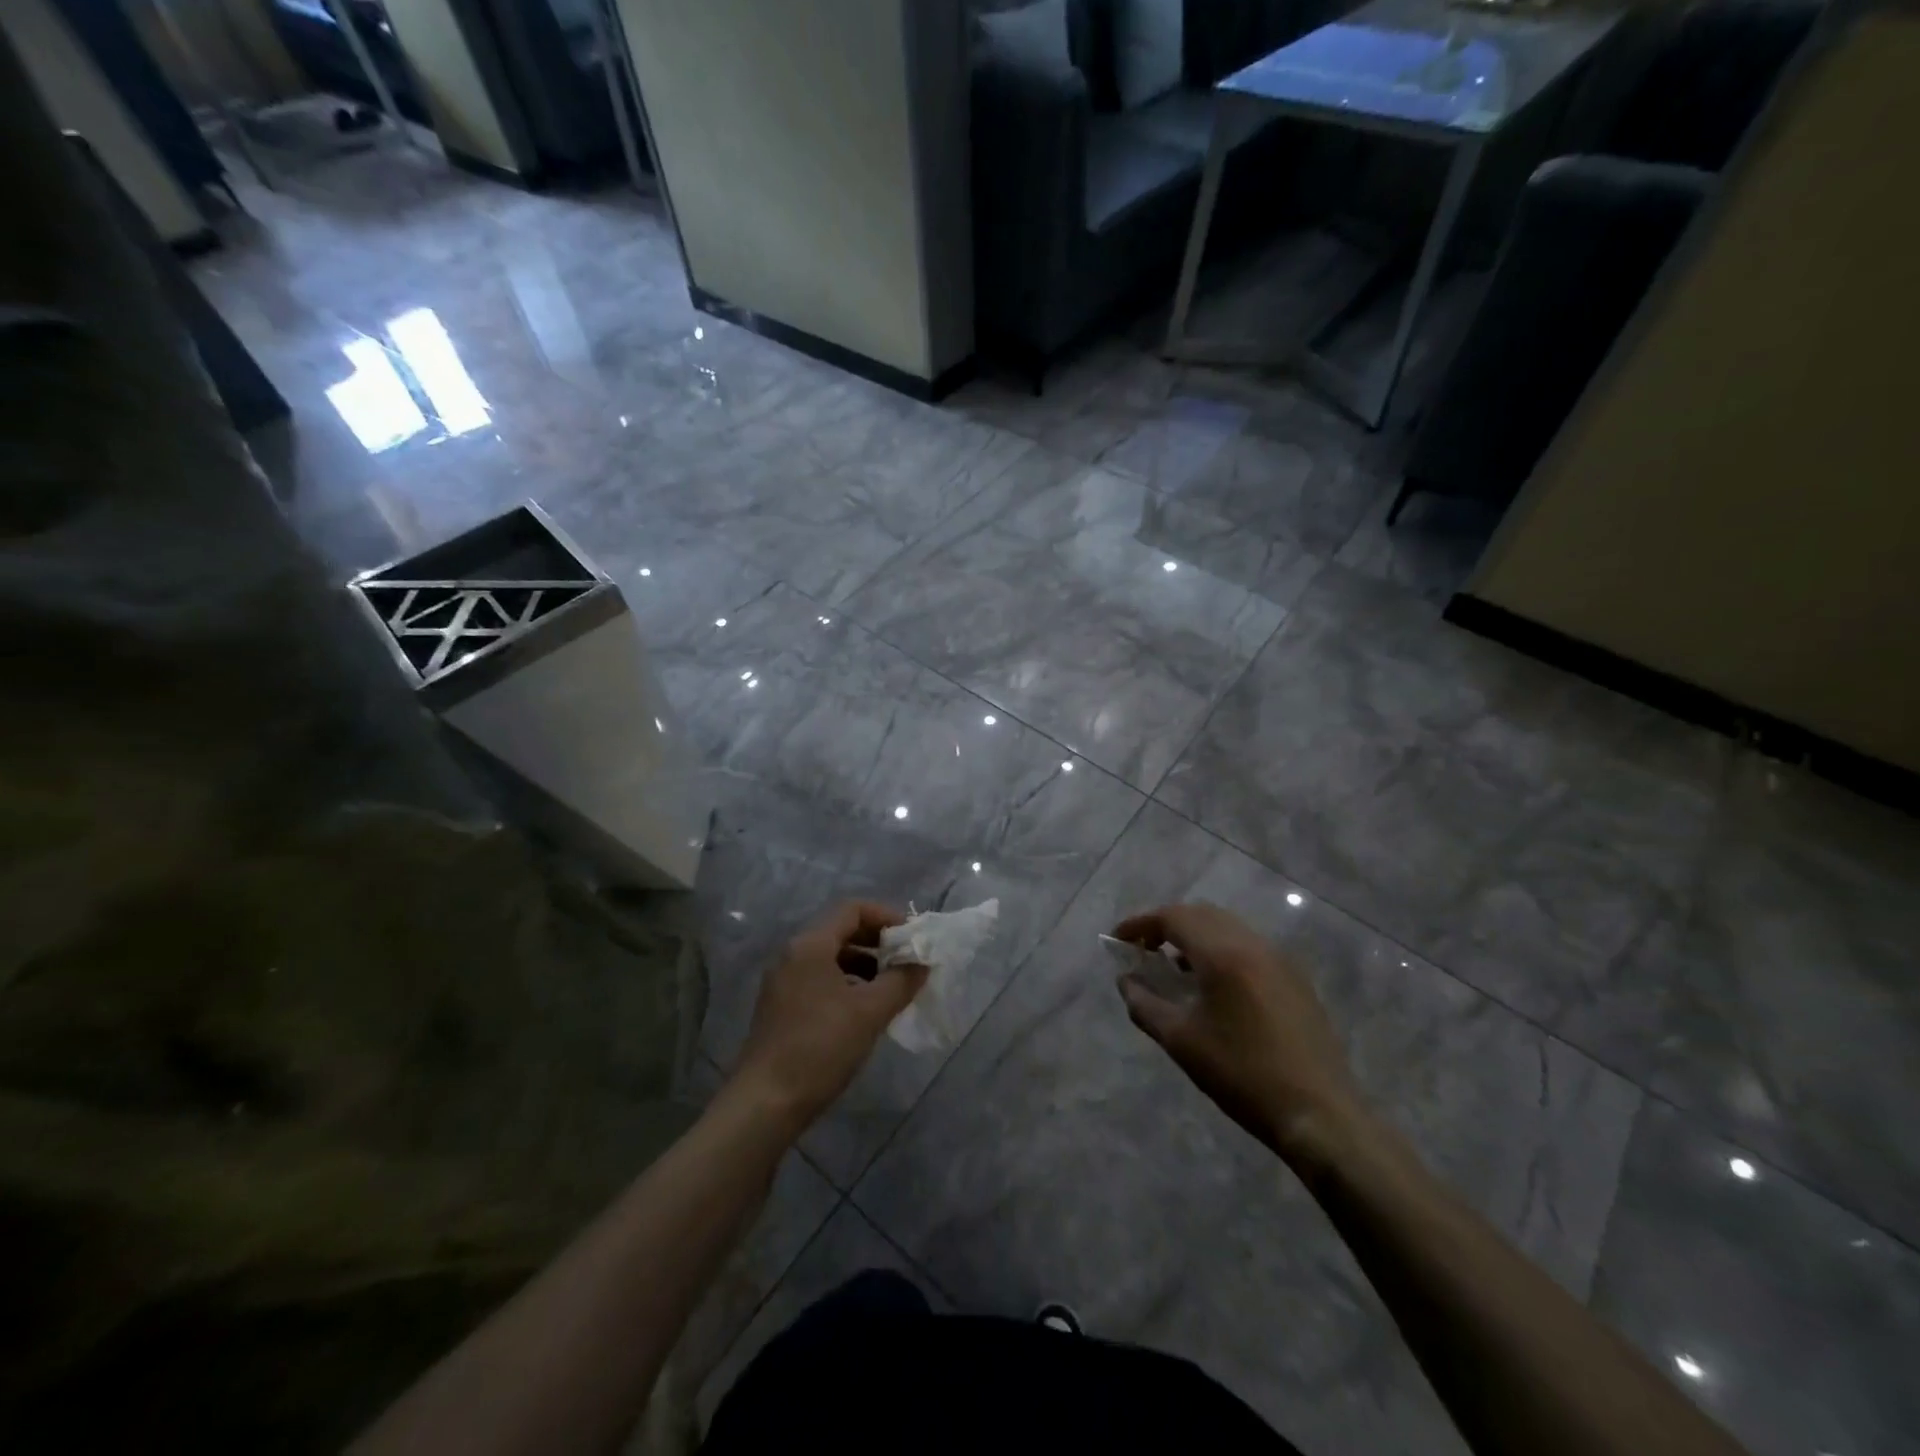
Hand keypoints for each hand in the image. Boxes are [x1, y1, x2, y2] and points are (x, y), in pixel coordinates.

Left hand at [729, 902, 927, 1137]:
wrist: (766, 1103)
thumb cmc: (820, 1048)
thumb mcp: (869, 1012)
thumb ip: (901, 981)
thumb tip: (922, 963)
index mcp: (810, 945)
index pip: (852, 909)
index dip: (887, 916)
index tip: (912, 938)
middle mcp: (793, 954)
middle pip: (841, 930)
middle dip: (878, 941)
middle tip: (907, 961)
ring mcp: (783, 981)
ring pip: (831, 957)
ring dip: (865, 964)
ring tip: (892, 987)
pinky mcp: (782, 1006)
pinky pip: (820, 978)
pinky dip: (847, 983)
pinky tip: (865, 1009)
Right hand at [1113, 902, 1361, 1159]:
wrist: (1319, 1114)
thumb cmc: (1242, 1075)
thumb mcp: (1181, 1041)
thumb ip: (1144, 1004)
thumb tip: (1125, 981)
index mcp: (1223, 954)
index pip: (1173, 917)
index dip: (1140, 924)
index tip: (1118, 940)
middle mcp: (1253, 944)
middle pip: (1201, 914)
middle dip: (1167, 925)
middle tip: (1143, 951)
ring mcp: (1279, 959)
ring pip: (1227, 928)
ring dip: (1195, 937)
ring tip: (1174, 969)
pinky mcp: (1295, 978)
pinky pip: (1248, 946)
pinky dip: (1221, 950)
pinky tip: (1213, 986)